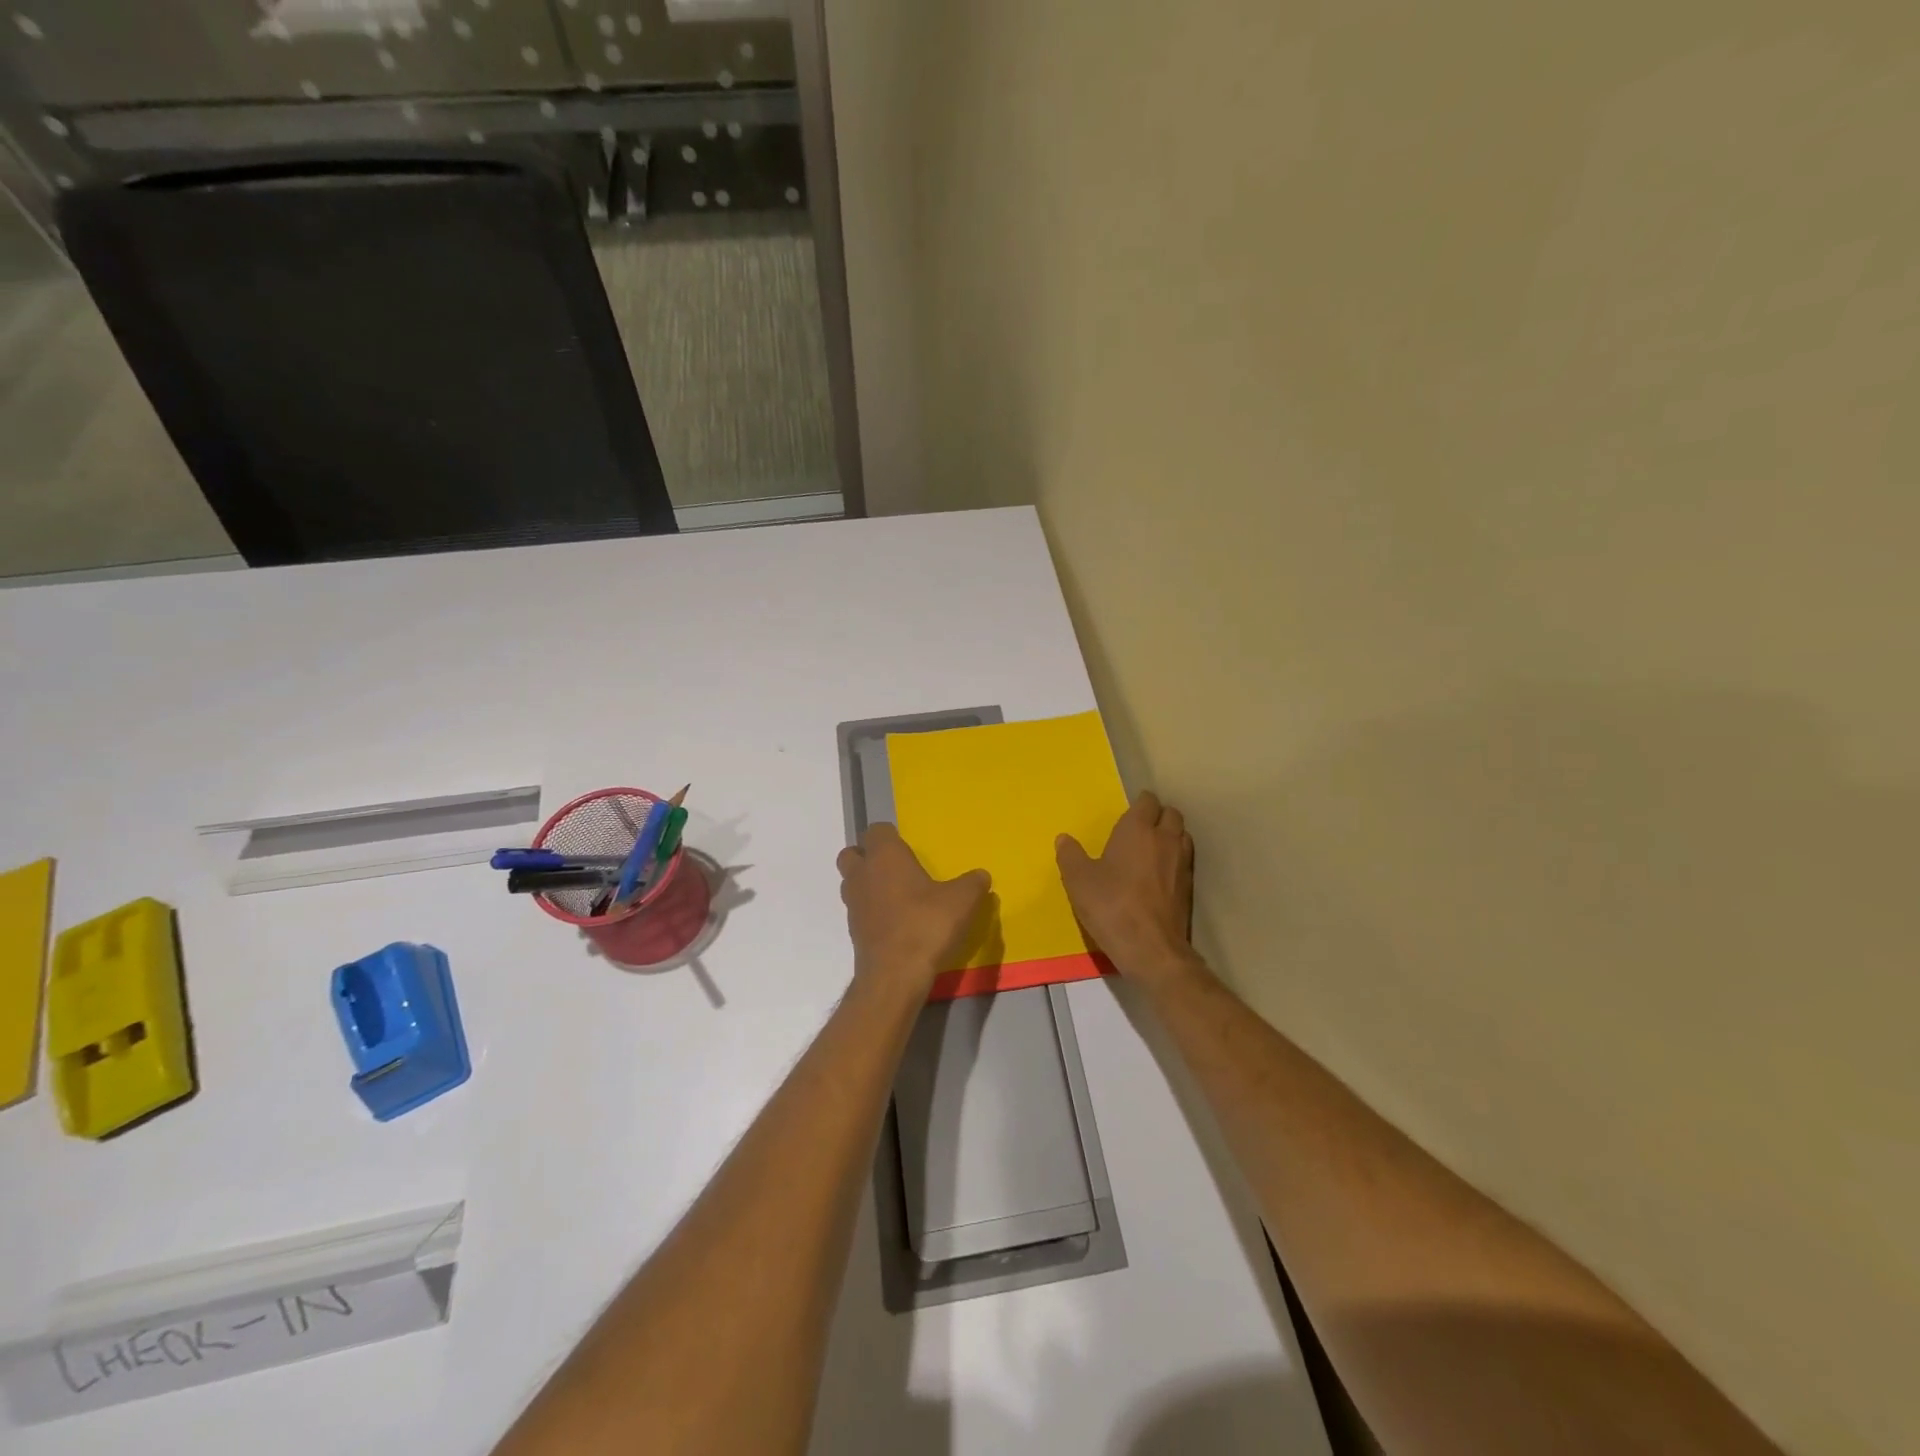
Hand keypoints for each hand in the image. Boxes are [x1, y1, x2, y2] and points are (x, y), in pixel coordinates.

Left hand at [838, 823, 990, 997]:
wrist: (895, 974)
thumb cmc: (927, 924)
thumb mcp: (963, 901)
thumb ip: (973, 883)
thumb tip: (981, 876)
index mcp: (885, 856)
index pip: (876, 830)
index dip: (890, 836)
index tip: (908, 847)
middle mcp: (862, 874)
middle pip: (852, 853)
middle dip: (868, 856)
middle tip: (895, 868)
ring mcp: (853, 904)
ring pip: (851, 882)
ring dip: (867, 884)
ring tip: (896, 896)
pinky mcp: (853, 931)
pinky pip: (859, 910)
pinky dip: (872, 911)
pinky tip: (896, 922)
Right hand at [1057, 791, 1199, 988]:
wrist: (1151, 948)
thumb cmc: (1111, 906)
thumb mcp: (1078, 881)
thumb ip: (1070, 856)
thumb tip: (1063, 839)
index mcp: (1137, 830)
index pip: (1147, 801)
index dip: (1140, 803)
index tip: (1128, 811)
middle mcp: (1164, 839)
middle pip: (1171, 814)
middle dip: (1158, 815)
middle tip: (1140, 828)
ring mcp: (1181, 862)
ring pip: (1182, 835)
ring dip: (1170, 835)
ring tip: (1153, 848)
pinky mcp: (1189, 886)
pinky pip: (1185, 860)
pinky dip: (1175, 859)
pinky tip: (1161, 874)